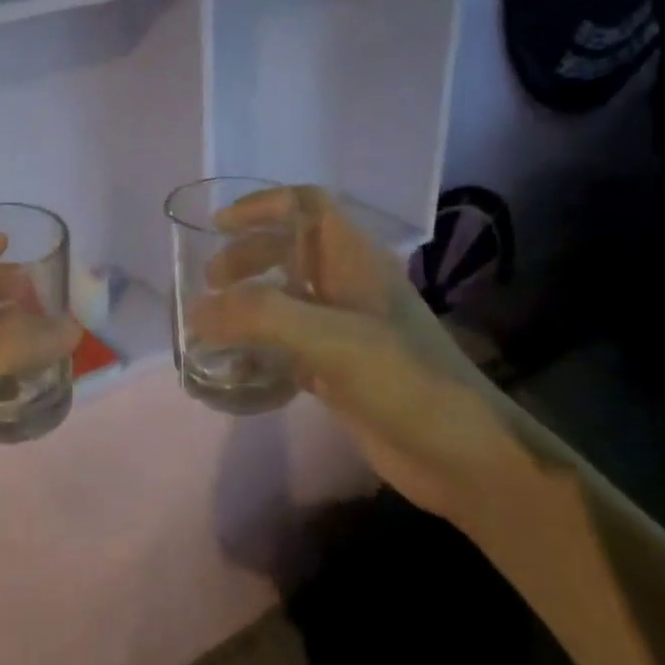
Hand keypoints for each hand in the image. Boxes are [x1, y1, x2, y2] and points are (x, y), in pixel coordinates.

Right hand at [191, 186, 517, 526]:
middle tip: (211, 284)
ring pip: (286, 297)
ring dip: (248, 303)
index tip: (218, 225)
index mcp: (355, 261)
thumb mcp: (332, 339)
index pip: (307, 206)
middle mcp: (349, 286)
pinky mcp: (340, 369)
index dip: (262, 205)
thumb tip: (197, 310)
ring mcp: (346, 329)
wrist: (467, 458)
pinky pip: (288, 345)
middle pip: (289, 250)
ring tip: (213, 323)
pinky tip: (236, 369)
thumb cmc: (405, 381)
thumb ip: (262, 316)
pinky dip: (258, 348)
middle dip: (246, 257)